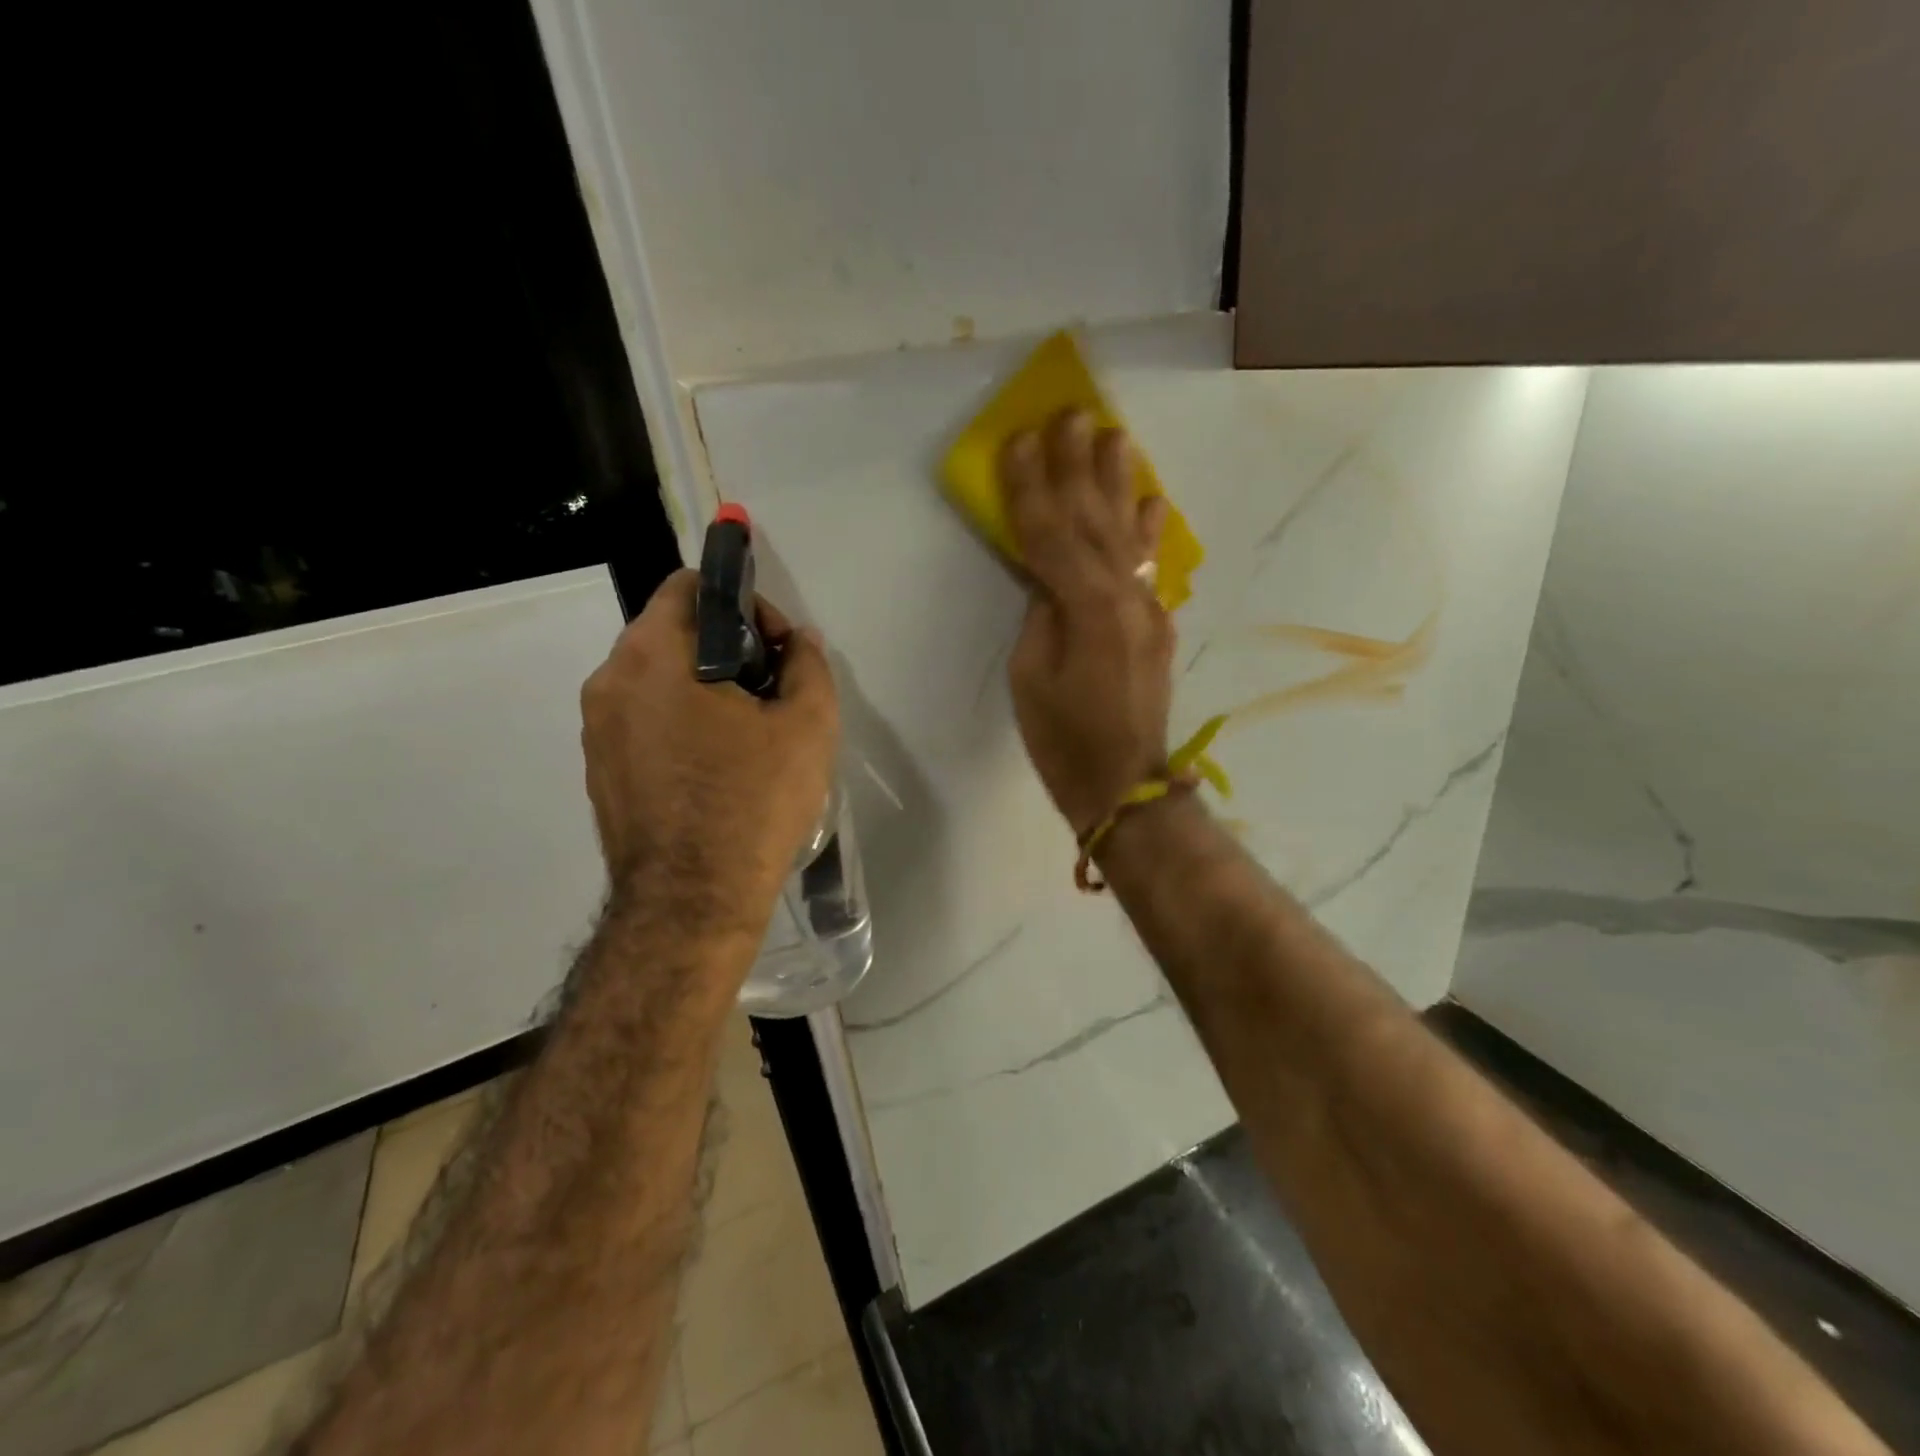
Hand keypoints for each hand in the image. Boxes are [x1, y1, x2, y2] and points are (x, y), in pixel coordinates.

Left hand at [581, 569, 838, 945]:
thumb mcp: (808, 726)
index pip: (690, 587)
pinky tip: (717, 770)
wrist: (691, 903)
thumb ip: (808, 665)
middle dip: (727, 649)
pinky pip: (643, 722)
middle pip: (672, 633)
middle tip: (772, 692)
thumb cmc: (752, 803)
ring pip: (657, 680)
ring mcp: (596, 729)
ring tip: (749, 735)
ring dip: (703, 688)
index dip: (744, 604)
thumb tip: (799, 641)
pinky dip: (679, 724)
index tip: (777, 649)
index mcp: (653, 654)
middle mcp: (609, 680)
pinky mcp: (599, 770)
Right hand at [1002, 409, 1172, 838]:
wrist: (1124, 785)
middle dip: (1080, 466)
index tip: (1021, 440)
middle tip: (1074, 414)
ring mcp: (1148, 610)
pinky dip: (1149, 532)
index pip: (1050, 534)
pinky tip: (1151, 501)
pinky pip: (1150, 566)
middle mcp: (1125, 598)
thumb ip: (1040, 617)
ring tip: (1117, 436)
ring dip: (1120, 484)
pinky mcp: (1158, 626)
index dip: (1032, 487)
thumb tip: (1048, 582)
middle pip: (1095, 521)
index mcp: (1085, 608)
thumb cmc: (1063, 739)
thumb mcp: (1030, 677)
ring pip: (1129, 535)